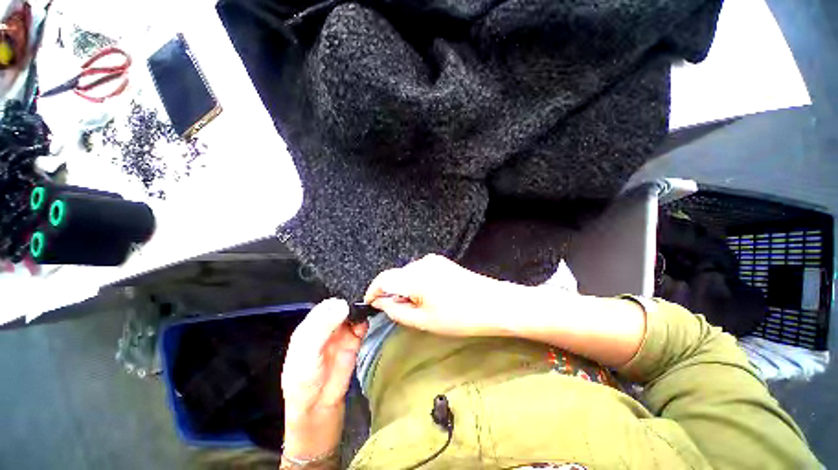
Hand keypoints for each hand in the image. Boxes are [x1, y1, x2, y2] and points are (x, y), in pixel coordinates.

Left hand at [281, 298, 367, 458]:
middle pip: (342, 307)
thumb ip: (322, 328)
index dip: (338, 299)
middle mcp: (327, 326)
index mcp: (310, 326)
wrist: (318, 408)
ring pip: (352, 315)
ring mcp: (341, 334)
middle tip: (364, 295)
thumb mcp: (307, 353)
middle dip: (351, 301)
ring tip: (368, 305)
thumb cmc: (303, 381)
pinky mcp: (354, 342)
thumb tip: (342, 304)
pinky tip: (367, 319)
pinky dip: (364, 321)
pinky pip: (361, 326)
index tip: (351, 293)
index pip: (326, 305)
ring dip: (359, 310)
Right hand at [363, 254, 530, 336]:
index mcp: (415, 276)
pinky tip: (427, 297)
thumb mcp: (424, 321)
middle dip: (391, 292)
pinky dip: (416, 284)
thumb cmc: (459, 317)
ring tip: (415, 307)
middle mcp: (422, 262)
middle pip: (396, 275)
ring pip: (408, 274)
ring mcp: (434, 261)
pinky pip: (420, 272)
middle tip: (396, 312)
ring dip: (405, 289)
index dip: (373, 291)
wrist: (495, 304)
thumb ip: (397, 310)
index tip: (369, 304)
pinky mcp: (442, 263)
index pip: (384, 278)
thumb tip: (381, 302)